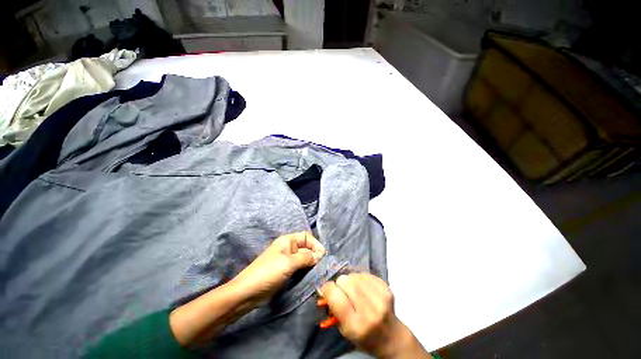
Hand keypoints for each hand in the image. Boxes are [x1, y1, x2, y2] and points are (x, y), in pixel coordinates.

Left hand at [231, 231, 325, 303]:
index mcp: (288, 240)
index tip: (323, 256)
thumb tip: (320, 255)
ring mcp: (287, 260)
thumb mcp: (288, 263)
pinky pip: (300, 267)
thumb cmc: (268, 273)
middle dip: (315, 254)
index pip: (307, 237)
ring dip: (311, 263)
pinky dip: (306, 270)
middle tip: (322, 266)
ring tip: (319, 271)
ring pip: (304, 258)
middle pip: (307, 247)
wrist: (248, 292)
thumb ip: (306, 257)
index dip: (316, 244)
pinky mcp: (286, 271)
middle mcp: (289, 248)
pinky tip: (311, 276)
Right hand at [321, 273, 430, 358]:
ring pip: (354, 275)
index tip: (326, 289)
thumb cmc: (364, 337)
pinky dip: (361, 278)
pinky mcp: (386, 288)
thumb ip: (333, 309)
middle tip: (342, 291)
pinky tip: (363, 288)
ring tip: (354, 290)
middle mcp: (369, 311)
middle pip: (345, 281)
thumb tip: (324, 288)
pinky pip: (365, 274)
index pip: (336, 297)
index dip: (328, 289)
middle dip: (339, 284)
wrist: (391, 338)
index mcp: (356, 326)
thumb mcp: (345, 330)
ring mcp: (380, 298)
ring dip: (350, 280)